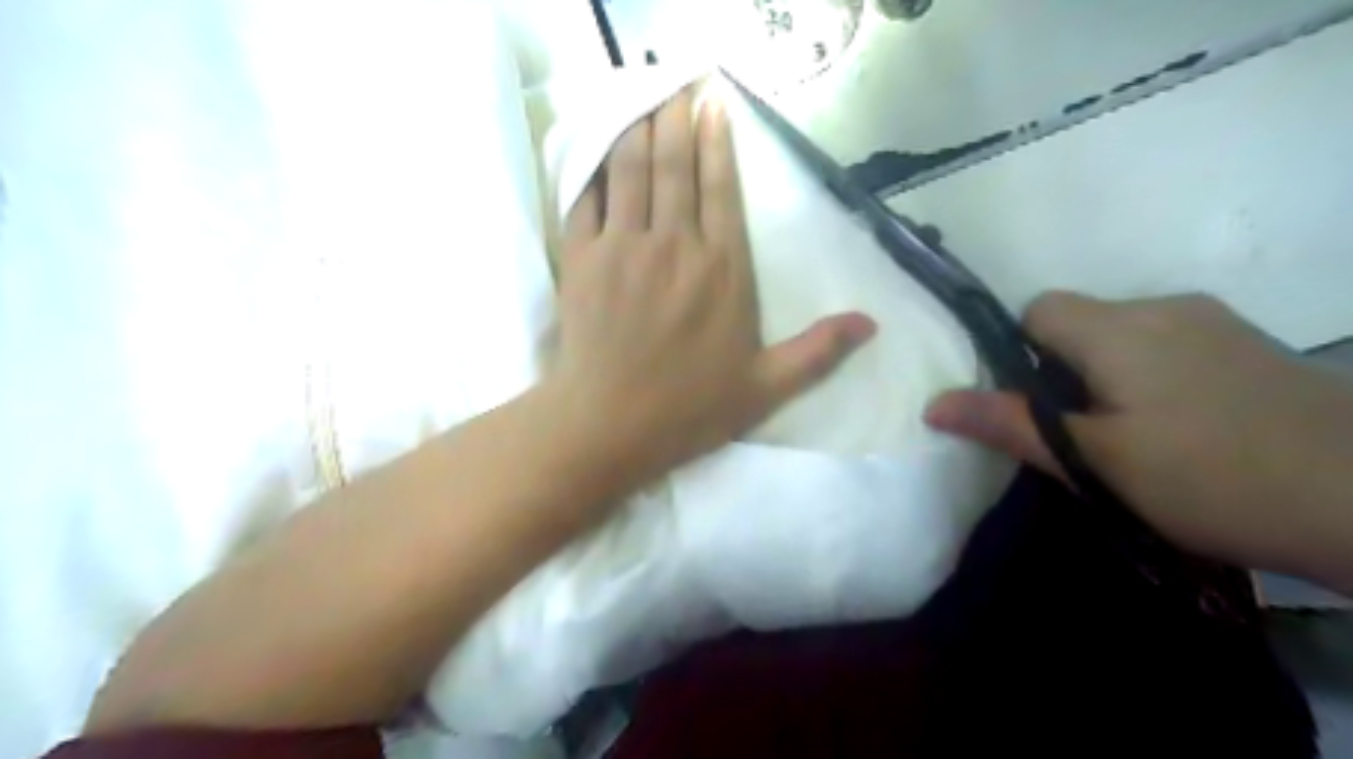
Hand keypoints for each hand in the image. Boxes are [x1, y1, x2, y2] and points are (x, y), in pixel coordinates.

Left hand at [542, 86, 871, 484]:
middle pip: (675, 165)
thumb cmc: (689, 409)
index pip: (721, 188)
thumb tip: (870, 324)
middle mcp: (676, 245)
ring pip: (631, 170)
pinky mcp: (582, 258)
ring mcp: (624, 247)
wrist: (610, 425)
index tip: (714, 106)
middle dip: (676, 118)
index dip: (718, 142)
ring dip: (637, 129)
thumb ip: (818, 352)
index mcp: (724, 270)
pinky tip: (599, 151)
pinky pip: (586, 199)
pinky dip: (593, 170)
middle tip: (676, 87)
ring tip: (643, 103)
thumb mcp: (766, 388)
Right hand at [926, 290, 1352, 585]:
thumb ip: (1009, 424)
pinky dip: (1152, 376)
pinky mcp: (1250, 346)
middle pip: (1080, 321)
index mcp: (1118, 327)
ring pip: (1125, 336)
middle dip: (1062, 369)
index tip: (1034, 405)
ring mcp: (1215, 323)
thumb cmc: (1212, 478)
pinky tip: (1183, 429)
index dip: (1019, 352)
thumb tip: (932, 404)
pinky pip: (1170, 346)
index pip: (1038, 310)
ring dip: (1108, 374)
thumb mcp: (1094, 460)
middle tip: (1080, 434)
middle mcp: (1163, 307)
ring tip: (1131, 439)